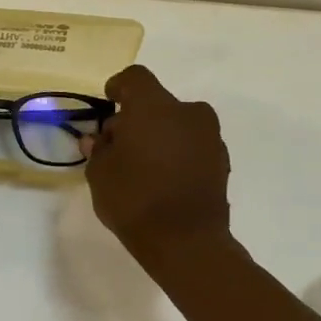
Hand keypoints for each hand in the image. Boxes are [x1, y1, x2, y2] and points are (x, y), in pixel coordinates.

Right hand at [84, 65, 231, 264]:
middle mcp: (187, 112)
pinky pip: (192, 145)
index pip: (135, 78)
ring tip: (142, 165)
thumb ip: (98, 150)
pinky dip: (177, 153)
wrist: (186, 242)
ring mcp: (209, 136)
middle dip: (137, 118)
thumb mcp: (99, 173)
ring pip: (177, 123)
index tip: (109, 102)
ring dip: (159, 135)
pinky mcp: (222, 161)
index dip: (119, 87)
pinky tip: (163, 178)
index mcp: (153, 106)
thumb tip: (99, 140)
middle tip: (119, 145)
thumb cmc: (134, 199)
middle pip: (157, 102)